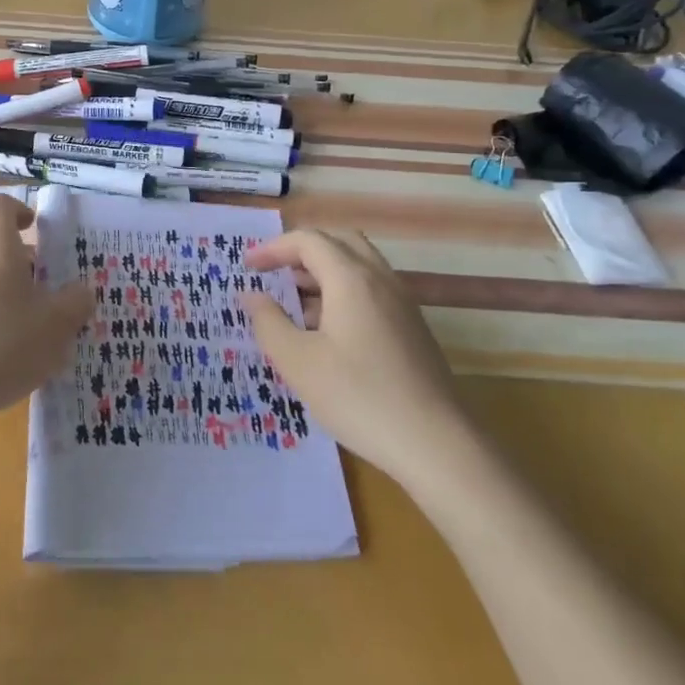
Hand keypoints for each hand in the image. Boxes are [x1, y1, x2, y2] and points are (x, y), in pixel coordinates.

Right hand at [243, 229, 460, 479]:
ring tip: (294, 303)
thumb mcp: (298, 363)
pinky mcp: (411, 327)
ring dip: (323, 271)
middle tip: (274, 273)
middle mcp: (380, 279)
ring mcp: (401, 302)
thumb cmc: (359, 397)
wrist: (437, 444)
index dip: (273, 248)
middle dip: (301, 250)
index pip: (308, 240)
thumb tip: (251, 296)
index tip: (246, 267)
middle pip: (338, 241)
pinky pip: (372, 289)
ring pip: (358, 265)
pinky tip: (326, 331)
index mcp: (351, 278)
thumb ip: (269, 322)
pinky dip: (343, 291)